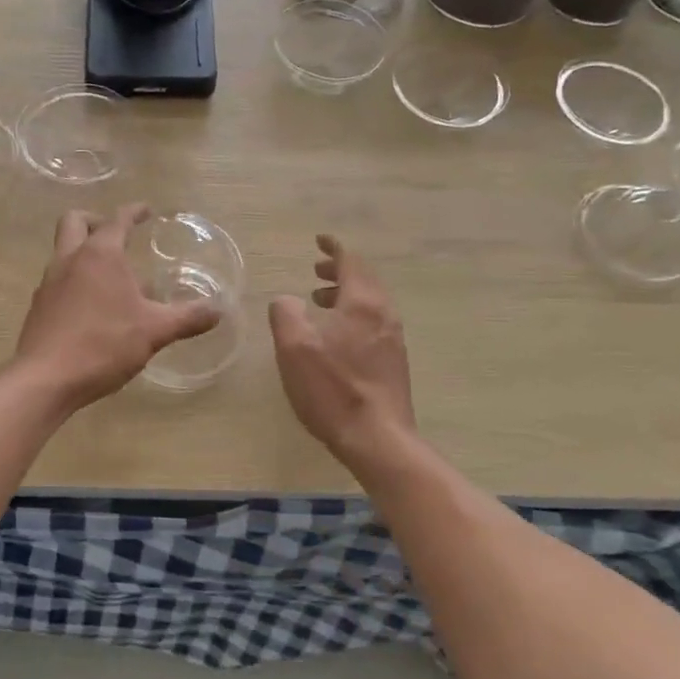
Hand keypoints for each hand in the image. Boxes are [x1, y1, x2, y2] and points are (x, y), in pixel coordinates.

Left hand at [14, 204, 221, 411]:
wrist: (46, 379)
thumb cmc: (104, 345)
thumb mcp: (155, 331)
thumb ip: (188, 318)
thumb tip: (219, 309)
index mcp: (101, 254)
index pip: (118, 219)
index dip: (134, 212)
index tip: (146, 211)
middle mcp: (70, 259)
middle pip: (75, 221)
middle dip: (95, 220)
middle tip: (116, 234)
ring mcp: (49, 282)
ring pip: (63, 251)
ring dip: (84, 252)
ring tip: (110, 276)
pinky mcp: (38, 307)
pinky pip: (57, 280)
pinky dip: (75, 280)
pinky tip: (92, 306)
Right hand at [268, 235, 415, 466]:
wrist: (377, 439)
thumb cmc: (333, 389)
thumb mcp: (294, 347)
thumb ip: (286, 314)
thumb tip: (287, 300)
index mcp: (362, 304)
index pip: (351, 262)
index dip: (334, 249)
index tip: (320, 240)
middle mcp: (384, 315)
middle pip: (364, 281)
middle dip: (340, 271)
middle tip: (316, 272)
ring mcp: (393, 340)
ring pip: (370, 304)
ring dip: (345, 295)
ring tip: (319, 302)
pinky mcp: (394, 363)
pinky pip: (373, 324)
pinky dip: (353, 316)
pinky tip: (336, 337)